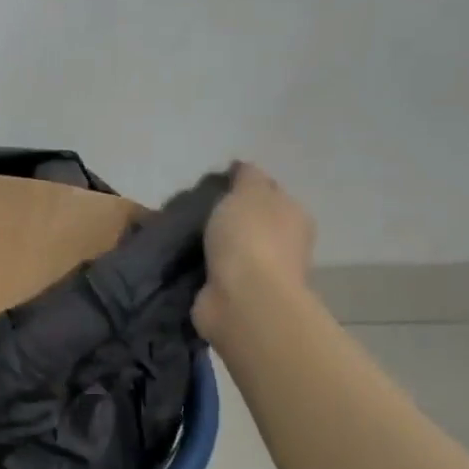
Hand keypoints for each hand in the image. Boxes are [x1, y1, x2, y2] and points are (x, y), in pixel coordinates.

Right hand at [193, 162, 315, 343]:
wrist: (243, 300)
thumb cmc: (250, 239)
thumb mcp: (249, 193)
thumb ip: (246, 177)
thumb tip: (242, 168)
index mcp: (292, 215)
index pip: (268, 192)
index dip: (241, 186)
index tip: (210, 185)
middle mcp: (282, 244)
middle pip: (248, 222)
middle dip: (222, 217)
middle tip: (188, 210)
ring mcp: (259, 273)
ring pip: (229, 248)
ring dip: (208, 244)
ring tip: (176, 234)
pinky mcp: (234, 296)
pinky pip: (213, 272)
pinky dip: (199, 267)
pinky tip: (178, 260)